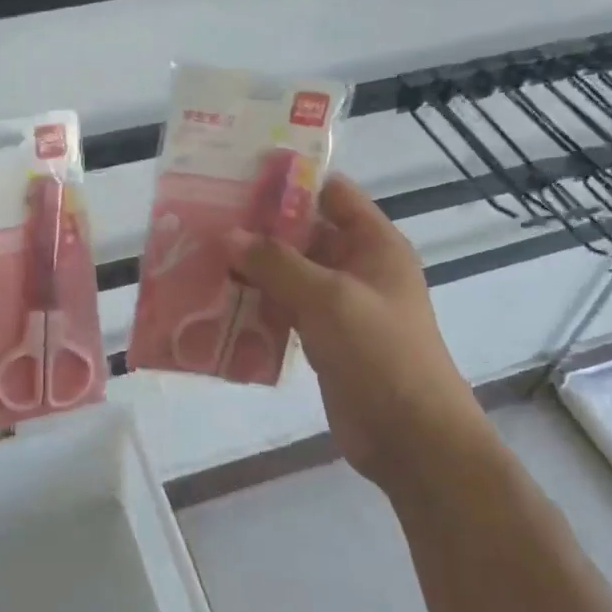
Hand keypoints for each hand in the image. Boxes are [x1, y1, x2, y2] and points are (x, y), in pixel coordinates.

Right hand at [223, 176, 492, 494]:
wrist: (411, 437)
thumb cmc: (379, 352)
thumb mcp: (327, 297)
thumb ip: (276, 263)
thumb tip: (227, 235)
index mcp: (373, 243)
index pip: (331, 193)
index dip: (290, 181)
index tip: (238, 174)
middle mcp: (357, 266)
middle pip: (303, 232)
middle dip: (258, 226)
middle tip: (205, 217)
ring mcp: (339, 304)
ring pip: (289, 273)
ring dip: (252, 267)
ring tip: (200, 255)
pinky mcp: (322, 338)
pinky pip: (284, 309)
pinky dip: (256, 303)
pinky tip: (216, 301)